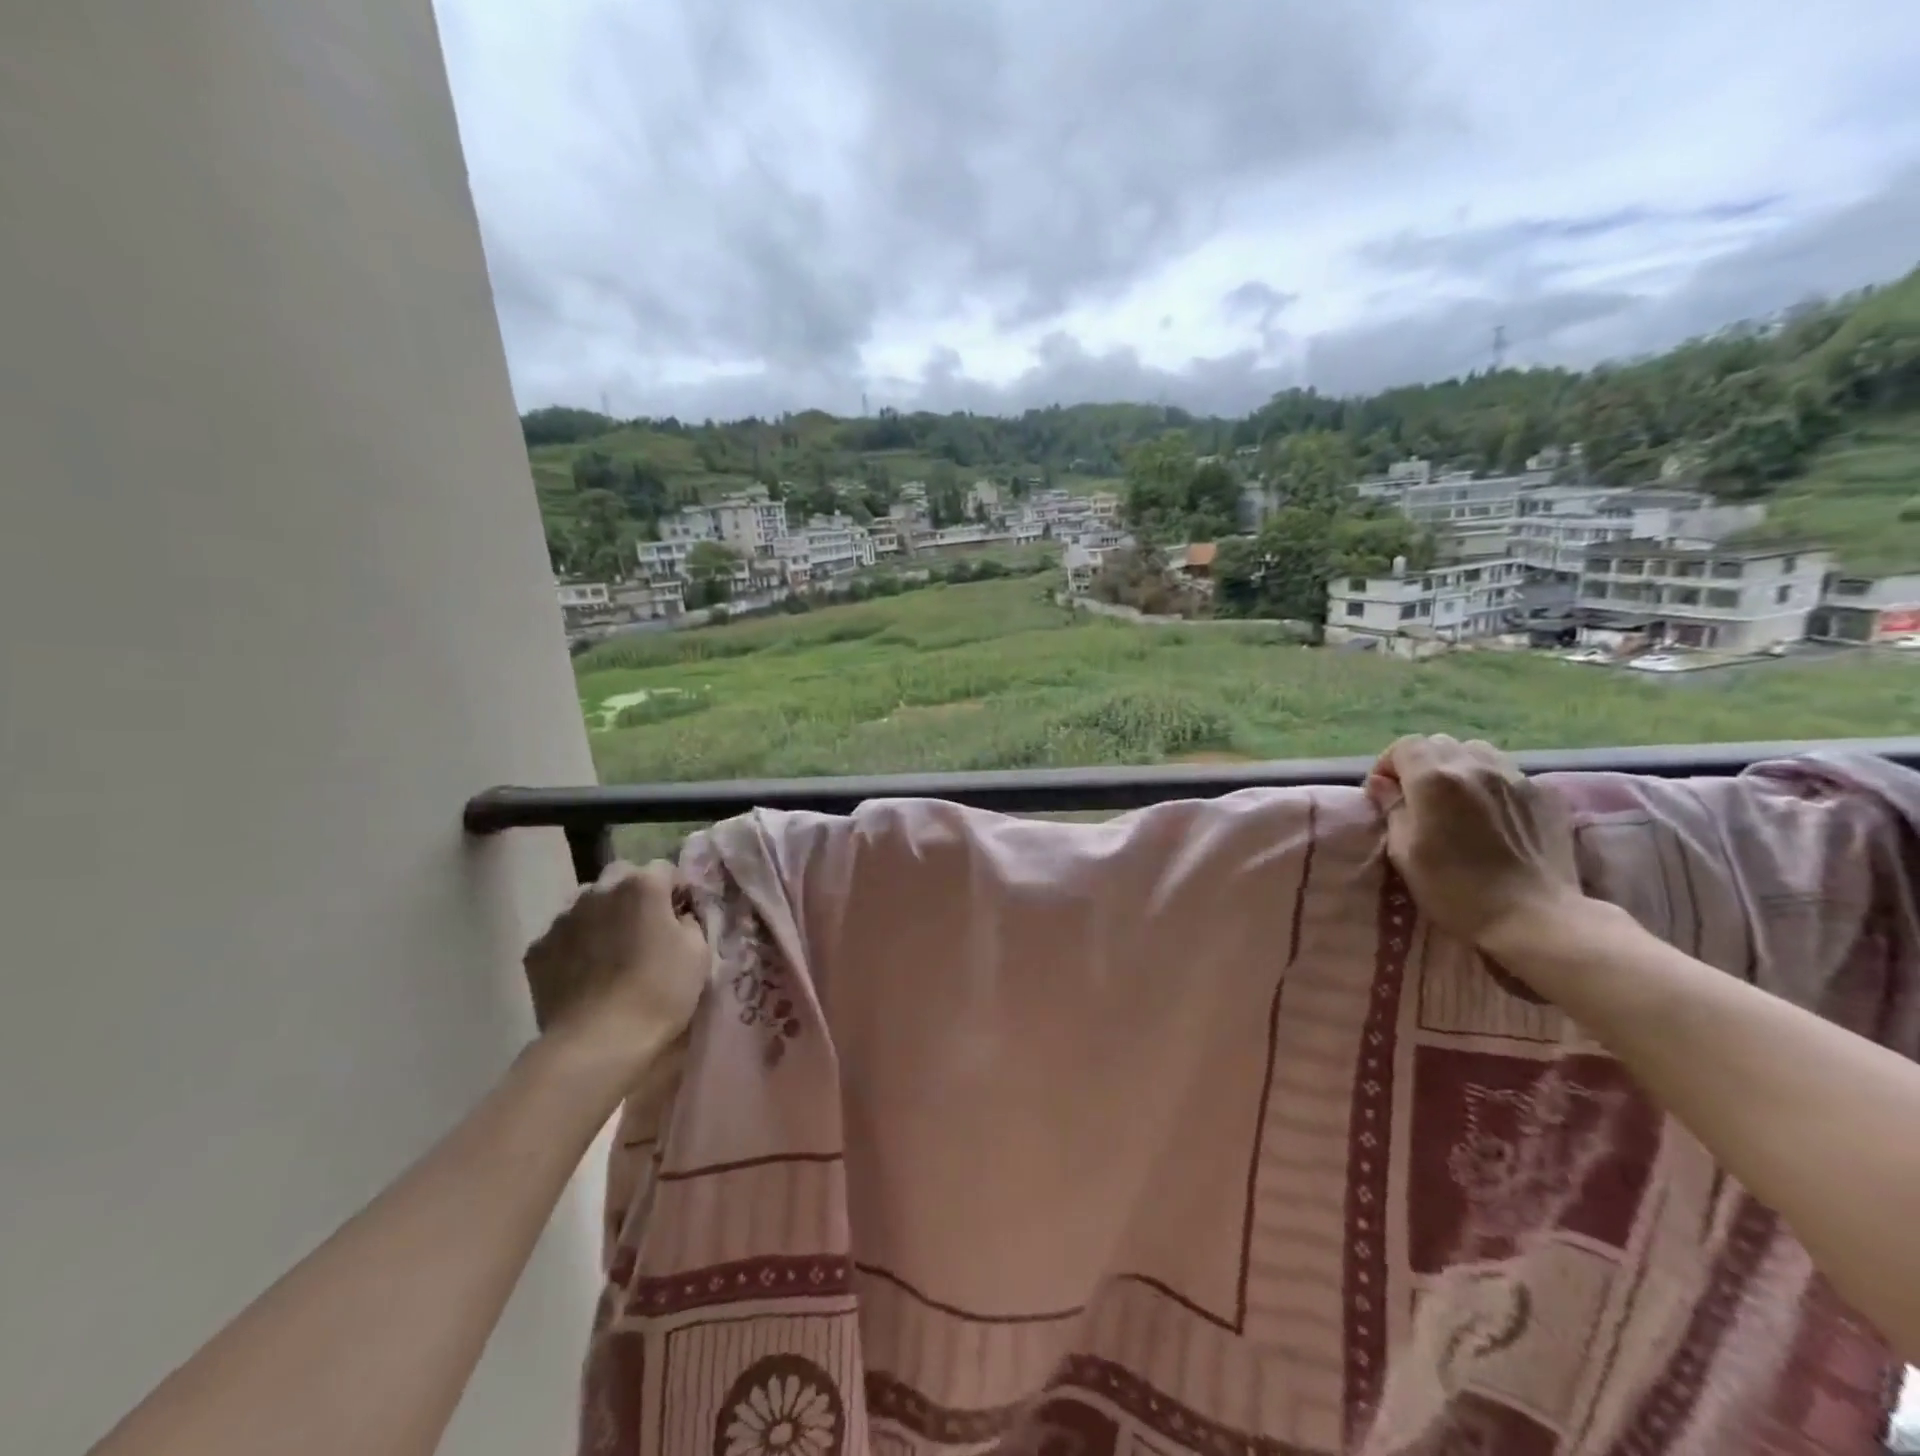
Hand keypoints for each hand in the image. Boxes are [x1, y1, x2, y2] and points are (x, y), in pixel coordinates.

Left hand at [522, 860, 709, 1078]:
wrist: (599, 1042)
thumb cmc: (660, 992)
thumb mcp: (698, 952)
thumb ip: (688, 921)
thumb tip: (677, 917)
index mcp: (642, 885)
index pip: (665, 869)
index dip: (676, 891)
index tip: (681, 917)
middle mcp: (598, 890)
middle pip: (621, 876)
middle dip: (634, 894)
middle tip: (646, 929)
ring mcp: (562, 918)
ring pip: (587, 903)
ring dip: (602, 915)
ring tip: (611, 951)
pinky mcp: (537, 949)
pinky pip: (563, 935)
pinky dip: (575, 945)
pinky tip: (584, 973)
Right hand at [1365, 734, 1580, 946]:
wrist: (1534, 918)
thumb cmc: (1455, 889)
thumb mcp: (1404, 852)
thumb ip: (1392, 808)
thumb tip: (1382, 784)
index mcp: (1434, 779)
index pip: (1405, 746)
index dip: (1389, 765)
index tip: (1385, 793)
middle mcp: (1475, 767)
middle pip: (1440, 744)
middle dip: (1422, 764)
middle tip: (1417, 797)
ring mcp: (1516, 778)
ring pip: (1477, 752)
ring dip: (1458, 768)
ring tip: (1456, 800)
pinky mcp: (1546, 795)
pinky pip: (1509, 773)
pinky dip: (1491, 783)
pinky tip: (1492, 814)